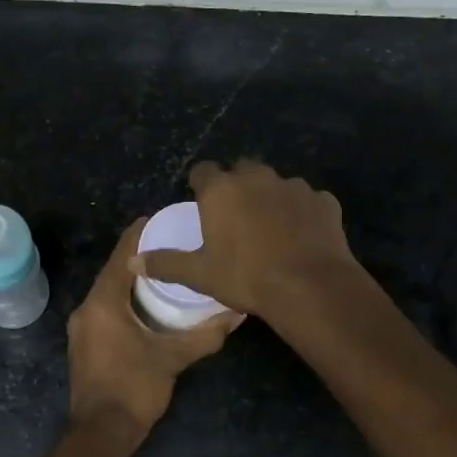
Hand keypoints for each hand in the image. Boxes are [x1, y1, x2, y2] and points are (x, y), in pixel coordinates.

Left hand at [68, 218, 239, 438]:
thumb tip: (238, 313)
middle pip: (113, 272)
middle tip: (170, 245)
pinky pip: (104, 310)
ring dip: (131, 281)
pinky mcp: (85, 345)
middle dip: (139, 257)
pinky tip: (145, 306)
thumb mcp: (174, 359)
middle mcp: (86, 309)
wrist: (101, 433)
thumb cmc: (134, 389)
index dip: (138, 235)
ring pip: (108, 293)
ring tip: (163, 272)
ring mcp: (82, 328)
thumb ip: (205, 334)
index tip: (159, 219)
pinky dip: (123, 301)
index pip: (121, 257)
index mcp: (103, 303)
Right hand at [131, 160, 360, 318]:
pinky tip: (301, 236)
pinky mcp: (323, 201)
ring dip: (271, 198)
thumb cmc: (246, 277)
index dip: (200, 185)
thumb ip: (166, 263)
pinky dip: (302, 213)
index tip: (201, 202)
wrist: (309, 286)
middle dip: (237, 185)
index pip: (203, 171)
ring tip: (271, 228)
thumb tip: (132, 260)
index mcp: (221, 190)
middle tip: (235, 216)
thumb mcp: (200, 274)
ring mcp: (294, 186)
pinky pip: (308, 201)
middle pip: (242, 170)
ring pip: (276, 184)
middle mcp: (257, 177)